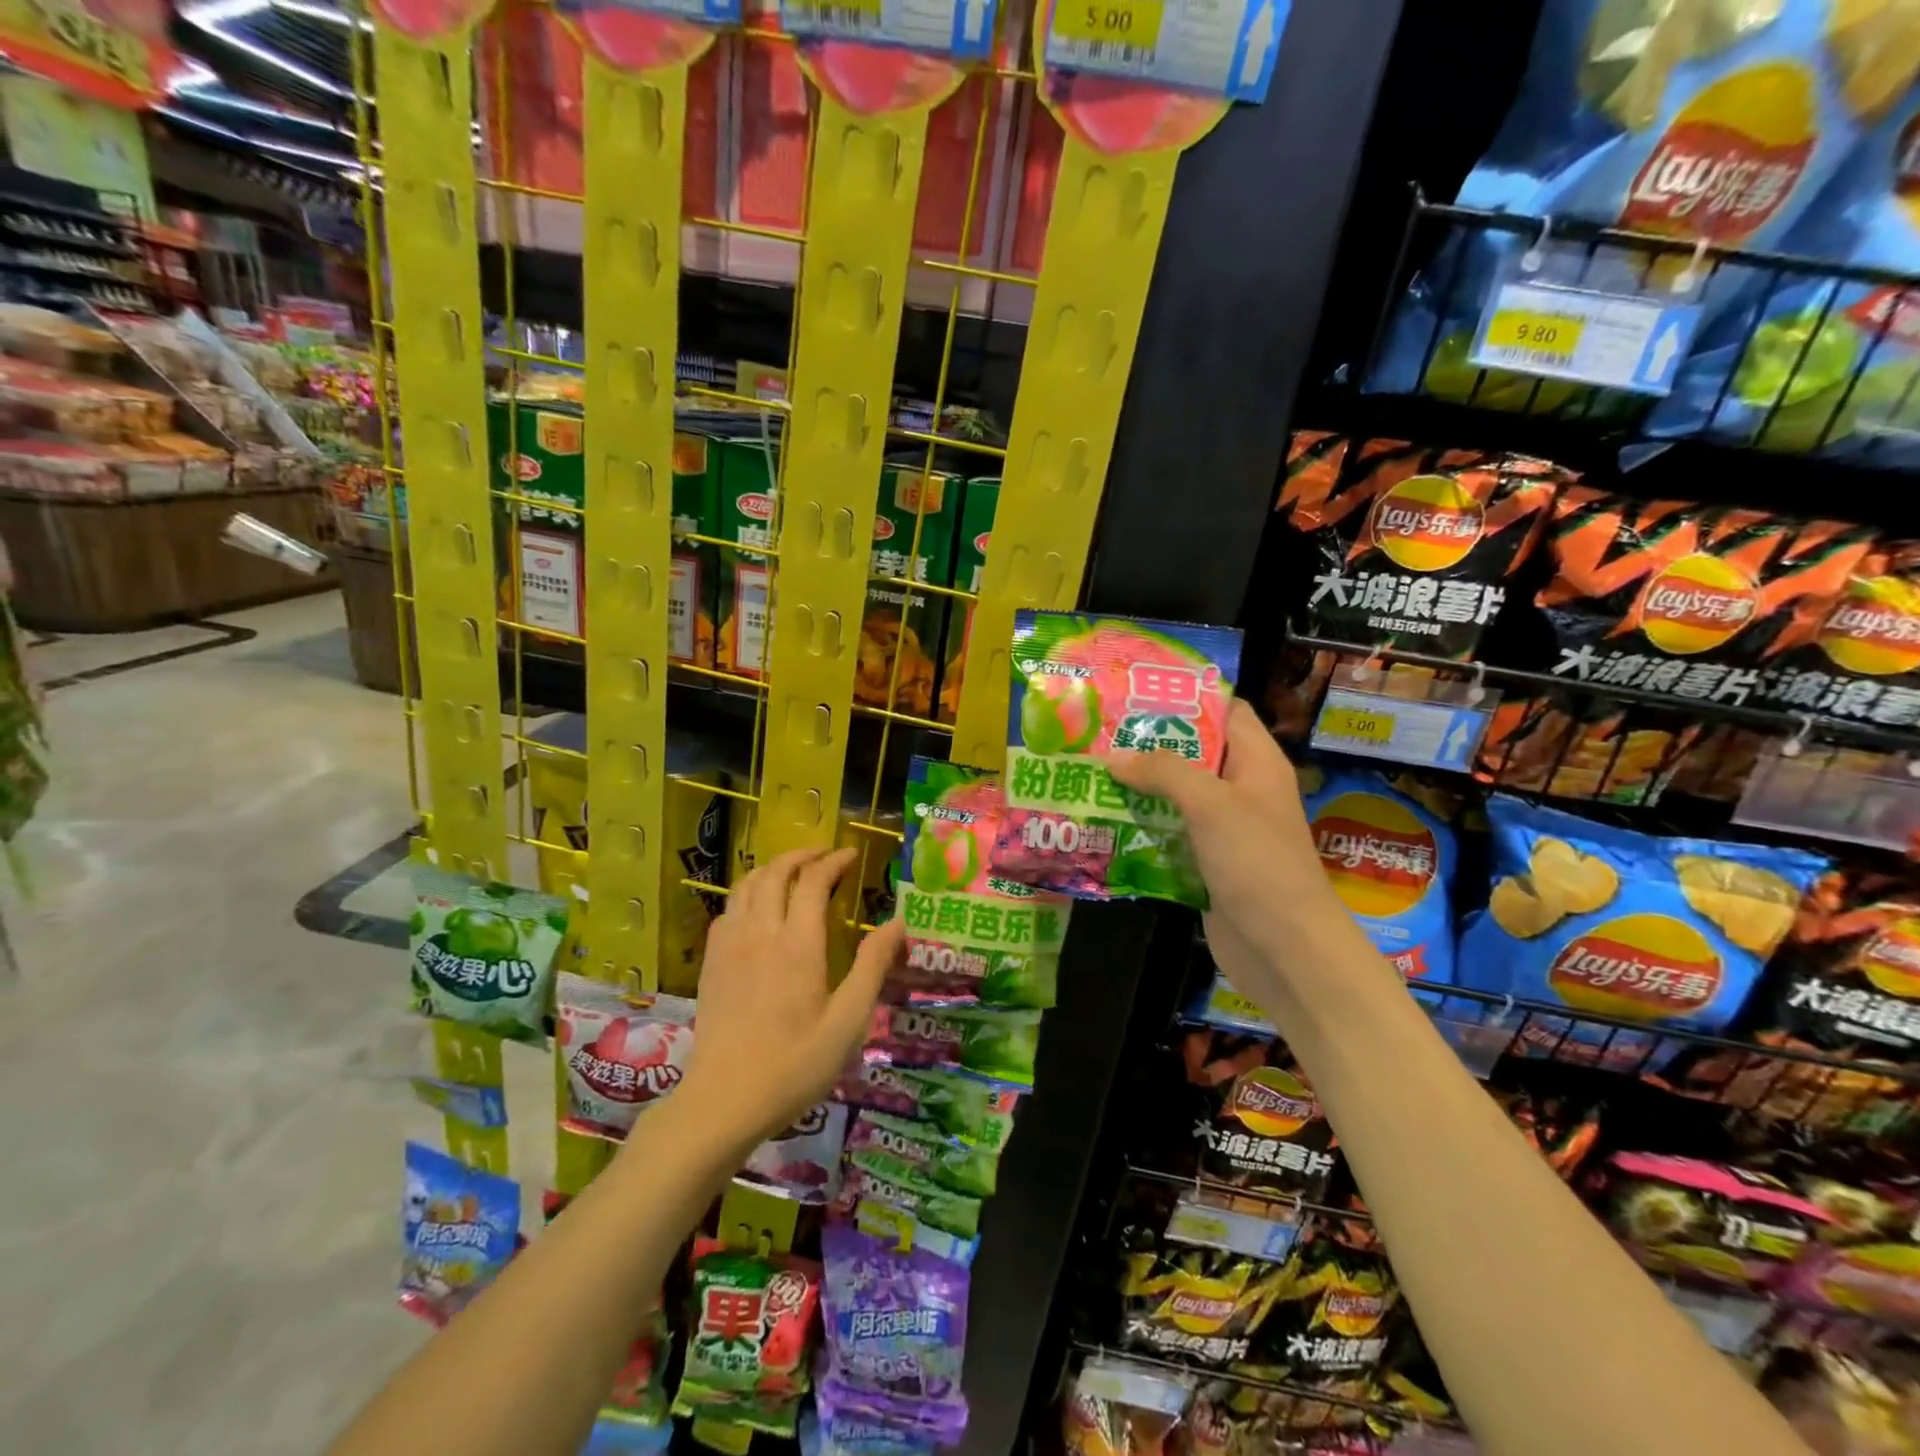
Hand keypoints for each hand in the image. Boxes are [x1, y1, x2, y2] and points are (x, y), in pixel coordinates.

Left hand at [676, 847, 902, 1150]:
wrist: (723, 1102)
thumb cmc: (794, 1065)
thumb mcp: (848, 1022)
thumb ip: (872, 967)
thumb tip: (897, 922)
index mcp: (797, 944)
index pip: (813, 881)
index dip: (833, 861)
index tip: (852, 855)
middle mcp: (760, 933)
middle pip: (775, 872)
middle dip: (802, 856)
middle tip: (825, 856)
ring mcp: (729, 946)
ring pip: (746, 886)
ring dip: (772, 869)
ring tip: (794, 873)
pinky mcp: (710, 963)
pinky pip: (727, 910)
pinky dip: (747, 895)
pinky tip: (758, 911)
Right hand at [1106, 700, 1354, 994]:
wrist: (1284, 949)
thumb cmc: (1257, 863)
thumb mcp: (1211, 805)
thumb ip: (1164, 772)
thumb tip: (1113, 757)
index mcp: (1256, 763)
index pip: (1225, 712)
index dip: (1186, 699)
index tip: (1136, 694)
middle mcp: (1241, 790)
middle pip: (1193, 754)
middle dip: (1148, 745)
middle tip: (1099, 734)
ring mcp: (1224, 830)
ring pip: (1176, 797)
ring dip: (1138, 788)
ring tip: (1090, 772)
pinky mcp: (1206, 863)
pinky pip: (1169, 834)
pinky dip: (1141, 827)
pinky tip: (1102, 821)